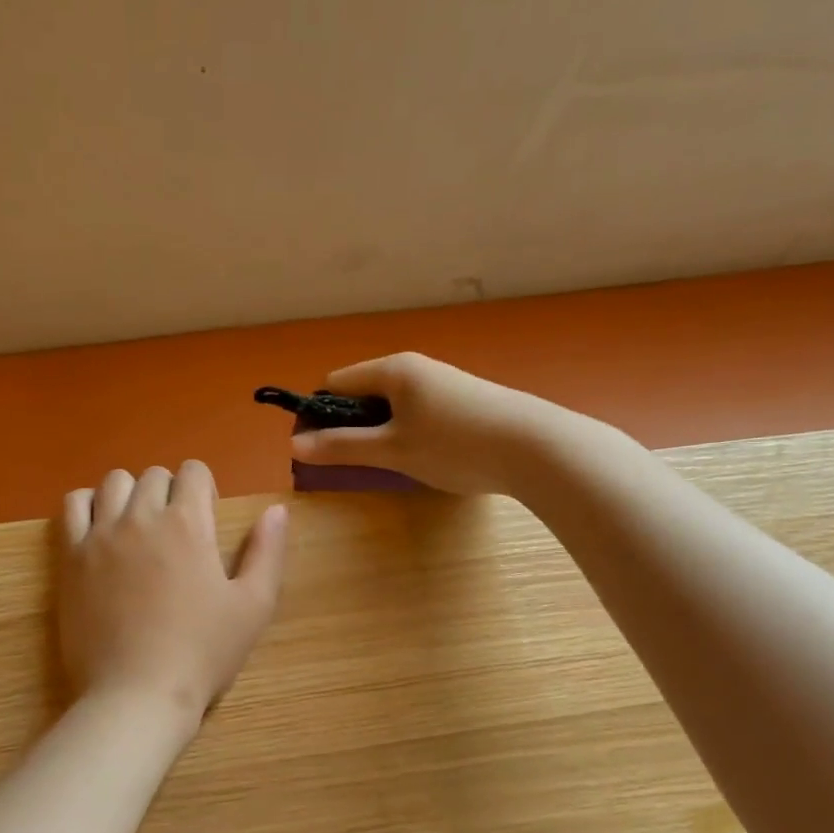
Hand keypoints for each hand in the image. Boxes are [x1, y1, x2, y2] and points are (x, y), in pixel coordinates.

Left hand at [58, 461, 287, 719]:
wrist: (136, 695)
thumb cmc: (202, 653)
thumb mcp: (253, 606)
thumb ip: (268, 552)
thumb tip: (276, 509)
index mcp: (188, 524)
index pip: (193, 471)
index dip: (204, 488)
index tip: (207, 519)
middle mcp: (141, 517)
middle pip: (154, 475)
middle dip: (170, 492)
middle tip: (177, 531)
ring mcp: (101, 535)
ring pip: (113, 483)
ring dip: (131, 494)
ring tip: (138, 527)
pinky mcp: (71, 557)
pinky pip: (73, 506)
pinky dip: (88, 505)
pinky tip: (101, 530)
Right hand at [289, 353, 560, 494]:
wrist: (537, 448)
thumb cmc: (454, 445)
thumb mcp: (392, 450)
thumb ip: (342, 447)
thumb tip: (295, 445)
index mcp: (392, 370)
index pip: (335, 383)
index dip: (318, 415)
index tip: (317, 449)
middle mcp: (416, 367)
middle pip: (364, 393)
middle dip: (349, 426)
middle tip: (352, 463)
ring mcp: (443, 383)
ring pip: (393, 405)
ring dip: (380, 432)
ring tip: (389, 465)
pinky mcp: (465, 400)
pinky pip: (418, 412)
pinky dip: (408, 433)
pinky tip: (424, 458)